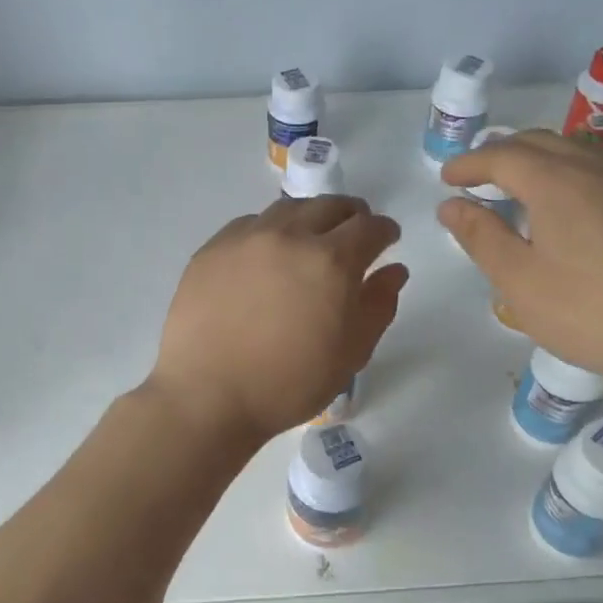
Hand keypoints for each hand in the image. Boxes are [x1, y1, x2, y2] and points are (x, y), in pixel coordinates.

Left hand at [146, 196, 406, 443]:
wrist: (208, 396)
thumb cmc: (289, 384)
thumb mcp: (350, 354)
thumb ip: (378, 306)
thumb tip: (393, 270)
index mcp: (332, 261)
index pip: (369, 228)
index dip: (384, 230)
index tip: (387, 239)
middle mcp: (290, 236)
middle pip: (329, 206)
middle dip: (350, 216)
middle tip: (353, 233)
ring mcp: (246, 238)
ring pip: (287, 209)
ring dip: (309, 217)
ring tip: (310, 237)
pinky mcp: (212, 249)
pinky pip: (249, 224)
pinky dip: (269, 229)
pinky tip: (266, 253)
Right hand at [438, 129, 602, 379]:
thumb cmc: (588, 311)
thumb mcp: (518, 280)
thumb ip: (481, 236)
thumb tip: (451, 205)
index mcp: (557, 181)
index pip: (502, 155)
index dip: (469, 164)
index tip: (446, 179)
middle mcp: (596, 168)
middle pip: (540, 143)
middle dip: (501, 154)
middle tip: (475, 179)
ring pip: (574, 152)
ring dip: (537, 161)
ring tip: (515, 189)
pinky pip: (599, 171)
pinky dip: (567, 175)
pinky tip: (565, 208)